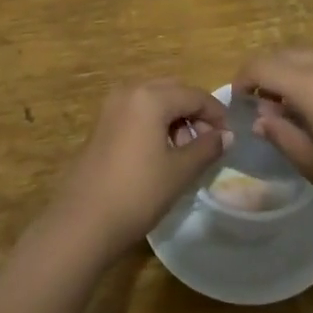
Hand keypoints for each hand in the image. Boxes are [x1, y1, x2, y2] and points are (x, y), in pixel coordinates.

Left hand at [49, 80, 230, 264]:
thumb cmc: (138, 193)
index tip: (229, 137)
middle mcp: (129, 91)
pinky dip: (155, 123)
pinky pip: (137, 111)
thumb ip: (207, 147)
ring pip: (154, 100)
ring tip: (187, 150)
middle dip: (194, 112)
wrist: (83, 221)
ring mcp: (111, 107)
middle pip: (173, 91)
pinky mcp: (102, 124)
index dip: (216, 114)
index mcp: (150, 97)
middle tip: (208, 142)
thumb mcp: (180, 171)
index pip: (195, 95)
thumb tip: (226, 135)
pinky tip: (162, 152)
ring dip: (175, 117)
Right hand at [233, 49, 312, 221]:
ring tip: (296, 109)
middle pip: (285, 54)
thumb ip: (281, 135)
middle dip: (266, 74)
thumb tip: (262, 118)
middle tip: (264, 106)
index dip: (243, 79)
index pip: (261, 65)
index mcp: (309, 82)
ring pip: (312, 57)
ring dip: (293, 74)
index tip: (240, 102)